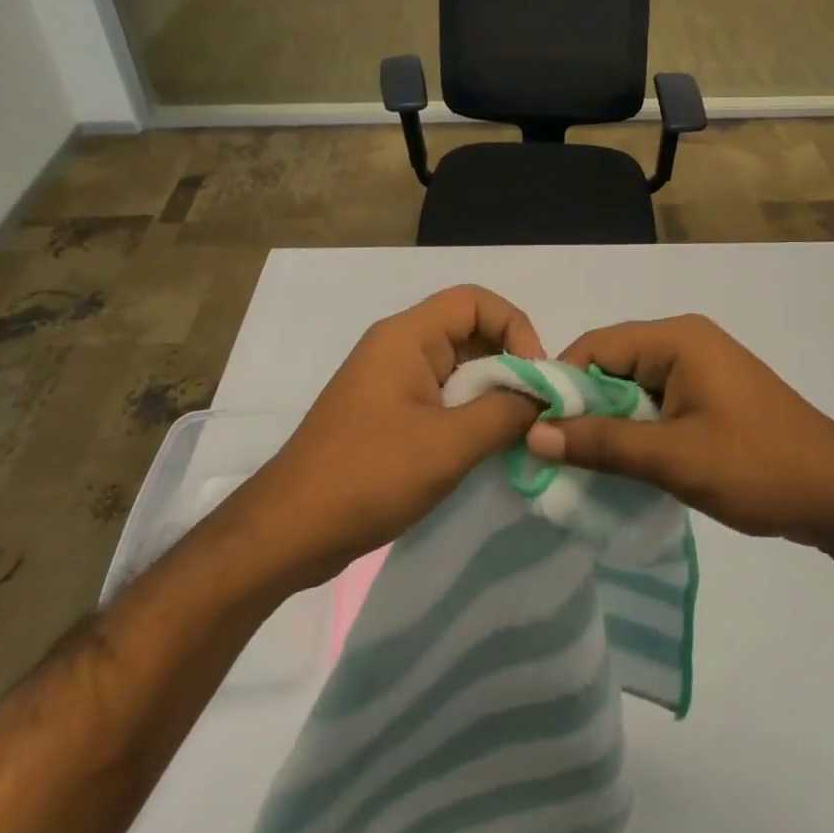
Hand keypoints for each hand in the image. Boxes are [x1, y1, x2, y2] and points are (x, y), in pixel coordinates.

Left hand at [236, 285, 545, 586]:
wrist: (290, 531)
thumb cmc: (370, 476)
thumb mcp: (450, 444)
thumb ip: (506, 412)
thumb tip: (543, 397)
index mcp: (406, 337)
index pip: (474, 300)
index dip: (515, 326)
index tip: (536, 375)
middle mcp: (398, 348)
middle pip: (469, 331)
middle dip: (509, 363)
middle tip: (535, 408)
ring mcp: (390, 382)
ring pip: (457, 367)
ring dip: (492, 392)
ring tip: (517, 430)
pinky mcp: (387, 414)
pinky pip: (440, 396)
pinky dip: (469, 413)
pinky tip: (485, 447)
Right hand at [523, 314, 833, 549]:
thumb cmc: (757, 467)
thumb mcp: (673, 458)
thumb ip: (602, 444)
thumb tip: (533, 435)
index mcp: (677, 339)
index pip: (595, 346)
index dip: (559, 385)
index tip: (533, 429)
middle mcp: (685, 341)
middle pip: (611, 364)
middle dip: (582, 407)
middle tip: (551, 453)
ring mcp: (700, 368)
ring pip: (631, 387)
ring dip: (607, 422)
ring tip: (579, 463)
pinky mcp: (708, 395)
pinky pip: (654, 402)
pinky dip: (634, 429)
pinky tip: (620, 463)